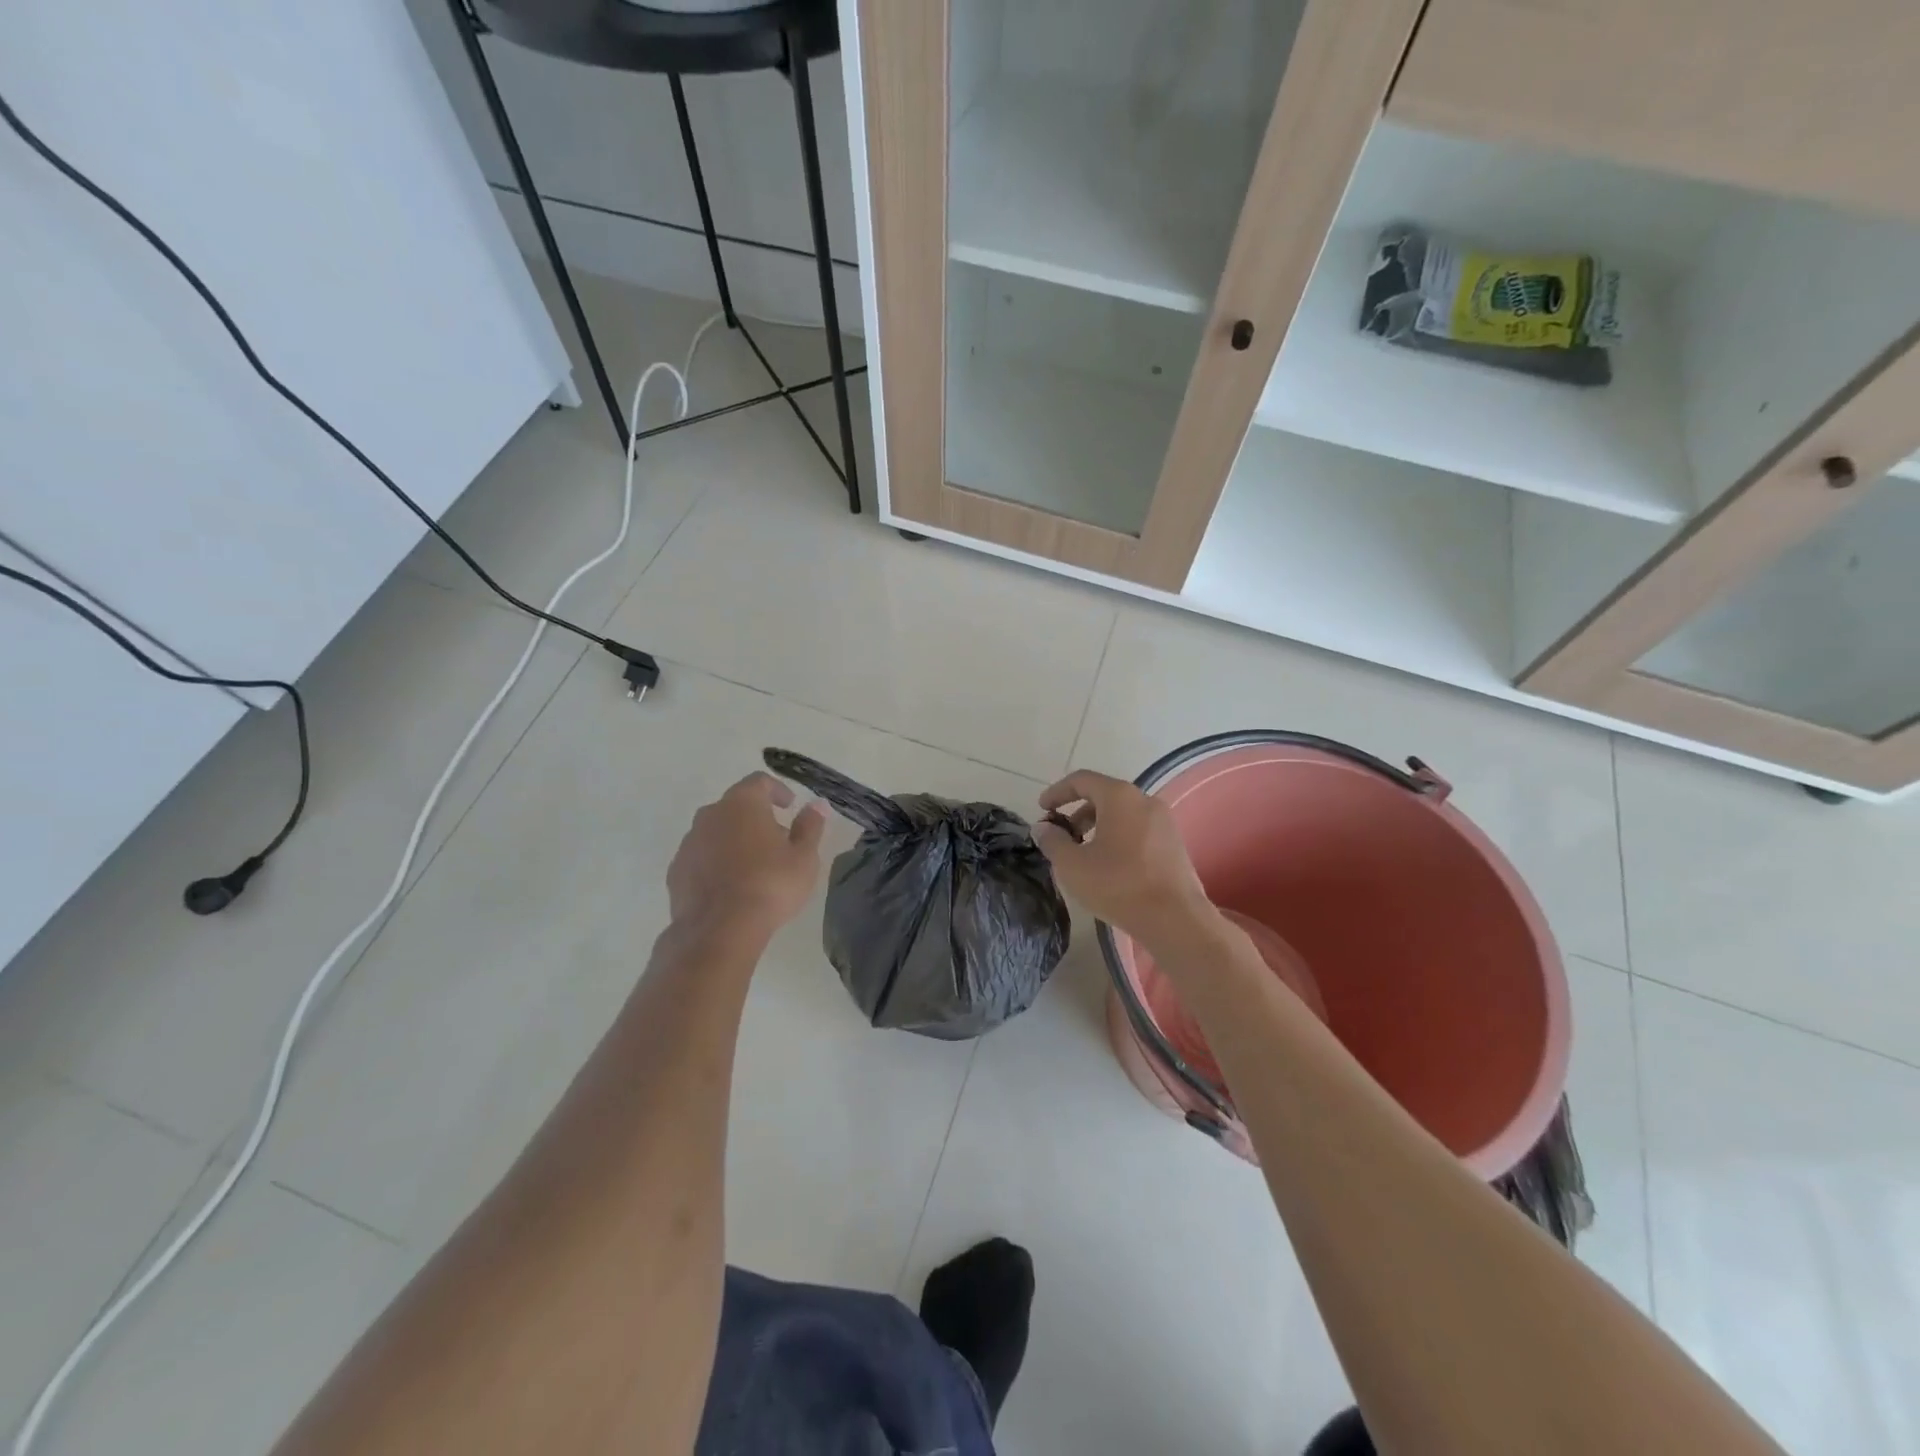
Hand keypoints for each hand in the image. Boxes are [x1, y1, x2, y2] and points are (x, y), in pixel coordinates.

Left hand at [668, 772, 825, 940]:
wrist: (719, 930)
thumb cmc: (770, 885)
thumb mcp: (804, 857)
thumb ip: (810, 827)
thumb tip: (817, 805)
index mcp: (742, 804)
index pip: (759, 782)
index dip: (777, 790)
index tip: (790, 806)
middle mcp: (710, 815)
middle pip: (735, 805)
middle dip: (756, 817)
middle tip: (777, 840)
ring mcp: (689, 843)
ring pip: (716, 831)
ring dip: (734, 840)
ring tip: (754, 866)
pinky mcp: (676, 871)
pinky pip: (701, 857)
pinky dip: (716, 862)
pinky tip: (731, 886)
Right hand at [1033, 770, 1217, 950]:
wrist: (1175, 919)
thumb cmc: (1118, 885)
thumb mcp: (1072, 865)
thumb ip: (1052, 841)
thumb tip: (1044, 828)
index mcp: (1119, 797)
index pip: (1082, 780)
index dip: (1057, 792)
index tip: (1042, 810)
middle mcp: (1144, 800)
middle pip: (1103, 795)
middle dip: (1077, 813)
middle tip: (1061, 837)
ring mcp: (1164, 821)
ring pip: (1122, 814)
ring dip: (1097, 827)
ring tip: (1083, 854)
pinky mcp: (1174, 843)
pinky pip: (1138, 829)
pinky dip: (1117, 837)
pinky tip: (1108, 865)